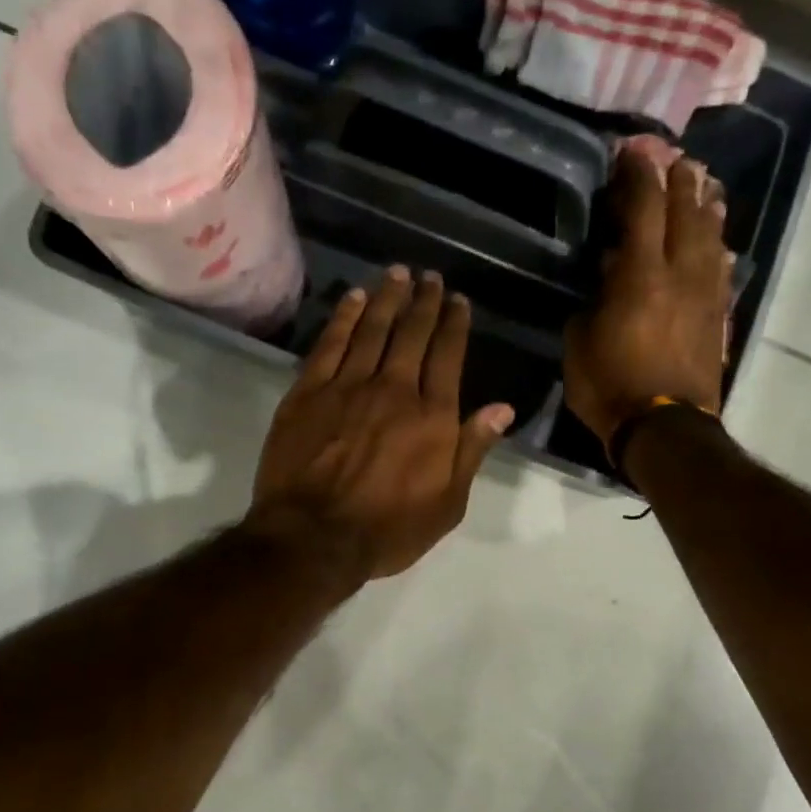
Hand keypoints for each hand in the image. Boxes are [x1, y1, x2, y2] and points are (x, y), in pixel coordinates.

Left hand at [249, 266, 514, 582]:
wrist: (314, 537)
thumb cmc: (388, 529)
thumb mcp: (448, 503)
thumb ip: (472, 450)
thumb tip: (502, 408)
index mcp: (432, 416)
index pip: (448, 356)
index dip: (454, 325)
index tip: (458, 301)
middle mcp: (394, 389)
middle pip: (412, 334)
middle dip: (425, 302)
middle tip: (431, 277)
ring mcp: (347, 386)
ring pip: (372, 329)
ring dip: (387, 298)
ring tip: (398, 274)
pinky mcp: (308, 393)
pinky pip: (330, 343)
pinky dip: (344, 316)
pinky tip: (353, 298)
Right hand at [564, 143, 730, 450]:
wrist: (665, 430)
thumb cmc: (611, 388)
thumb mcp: (579, 344)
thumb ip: (593, 303)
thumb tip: (608, 279)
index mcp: (639, 277)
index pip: (643, 210)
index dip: (638, 176)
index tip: (634, 152)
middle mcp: (679, 276)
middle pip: (685, 215)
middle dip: (680, 182)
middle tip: (677, 158)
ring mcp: (704, 297)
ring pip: (710, 240)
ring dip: (707, 210)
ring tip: (707, 187)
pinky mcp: (717, 320)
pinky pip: (721, 275)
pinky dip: (718, 252)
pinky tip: (718, 244)